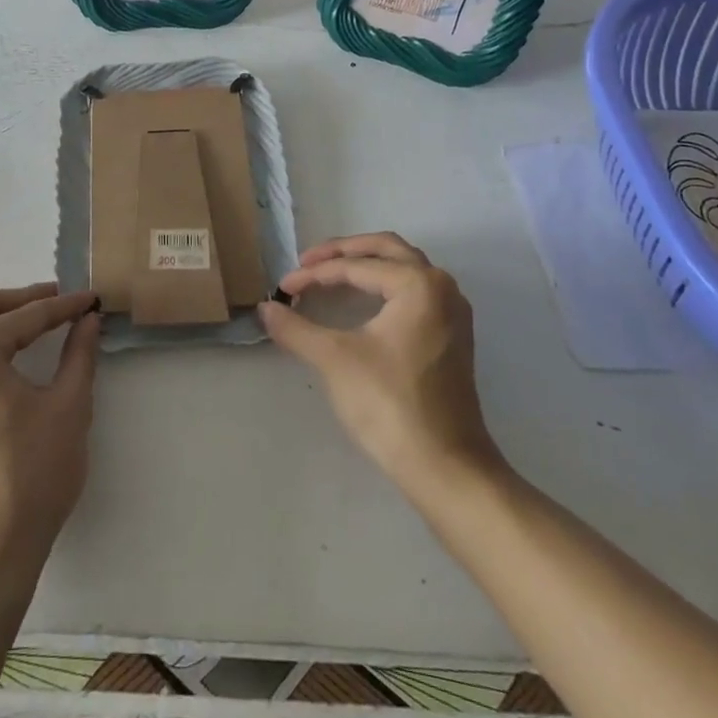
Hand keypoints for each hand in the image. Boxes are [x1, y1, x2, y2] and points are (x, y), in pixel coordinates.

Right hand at [260, 233, 503, 492]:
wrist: (446, 467)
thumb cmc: (390, 405)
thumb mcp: (335, 360)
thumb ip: (296, 328)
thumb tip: (264, 308)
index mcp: (418, 284)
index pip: (356, 266)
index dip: (314, 274)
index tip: (283, 287)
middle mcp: (442, 288)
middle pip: (386, 250)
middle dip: (344, 252)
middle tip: (308, 262)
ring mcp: (452, 313)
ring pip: (404, 268)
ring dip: (366, 265)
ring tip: (330, 275)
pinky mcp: (451, 337)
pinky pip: (413, 291)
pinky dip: (383, 286)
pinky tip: (361, 303)